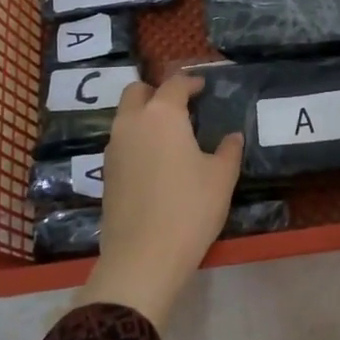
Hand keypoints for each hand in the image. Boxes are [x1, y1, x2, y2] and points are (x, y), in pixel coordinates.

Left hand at [75, 74, 241, 329]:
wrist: (143, 257)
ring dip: (144, 116)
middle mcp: (131, 123)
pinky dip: (137, 139)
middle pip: (137, 92)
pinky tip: (156, 161)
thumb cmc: (189, 209)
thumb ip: (228, 151)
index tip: (203, 87)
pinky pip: (121, 142)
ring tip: (170, 134)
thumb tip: (232, 137)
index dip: (191, 81)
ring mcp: (113, 148)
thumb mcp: (221, 178)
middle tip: (181, 106)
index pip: (175, 84)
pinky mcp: (106, 173)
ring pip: (125, 117)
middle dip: (157, 92)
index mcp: (162, 115)